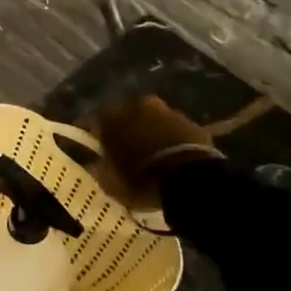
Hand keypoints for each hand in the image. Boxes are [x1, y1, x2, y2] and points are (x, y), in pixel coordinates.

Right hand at [91, 95, 222, 213]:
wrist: (189, 180)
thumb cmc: (140, 180)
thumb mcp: (110, 183)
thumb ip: (101, 169)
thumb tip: (98, 164)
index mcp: (111, 118)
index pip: (96, 122)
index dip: (98, 136)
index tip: (99, 149)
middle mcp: (138, 108)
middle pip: (128, 115)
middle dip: (127, 129)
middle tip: (128, 148)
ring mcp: (169, 113)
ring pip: (154, 120)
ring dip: (152, 132)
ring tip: (153, 154)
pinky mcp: (193, 124)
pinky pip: (176, 130)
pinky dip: (173, 139)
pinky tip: (174, 157)